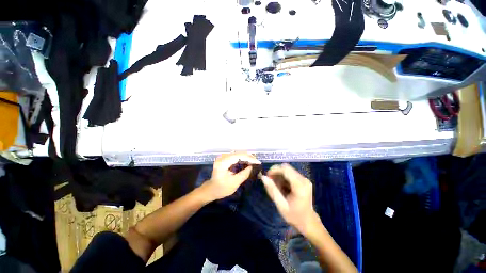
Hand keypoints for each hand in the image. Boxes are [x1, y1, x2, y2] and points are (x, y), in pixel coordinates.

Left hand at [202, 152, 260, 200]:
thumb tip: (252, 167)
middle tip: (257, 162)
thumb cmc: (222, 188)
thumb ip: (244, 174)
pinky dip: (242, 159)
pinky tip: (247, 162)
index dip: (249, 158)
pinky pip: (235, 156)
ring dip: (246, 157)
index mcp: (223, 162)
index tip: (258, 162)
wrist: (211, 189)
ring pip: (238, 154)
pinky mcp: (224, 159)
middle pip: (238, 153)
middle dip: (249, 157)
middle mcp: (222, 157)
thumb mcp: (234, 183)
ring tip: (254, 162)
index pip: (238, 156)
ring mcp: (223, 157)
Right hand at [261, 164, 320, 235]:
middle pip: (286, 168)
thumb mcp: (281, 205)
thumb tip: (263, 177)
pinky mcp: (303, 180)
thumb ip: (272, 190)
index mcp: (299, 186)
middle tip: (270, 182)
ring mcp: (304, 179)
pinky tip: (281, 187)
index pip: (285, 169)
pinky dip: (283, 178)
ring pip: (288, 170)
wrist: (309, 222)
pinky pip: (290, 174)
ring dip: (279, 175)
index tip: (267, 176)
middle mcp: (303, 179)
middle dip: (276, 172)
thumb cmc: (294, 216)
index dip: (274, 170)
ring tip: (276, 186)